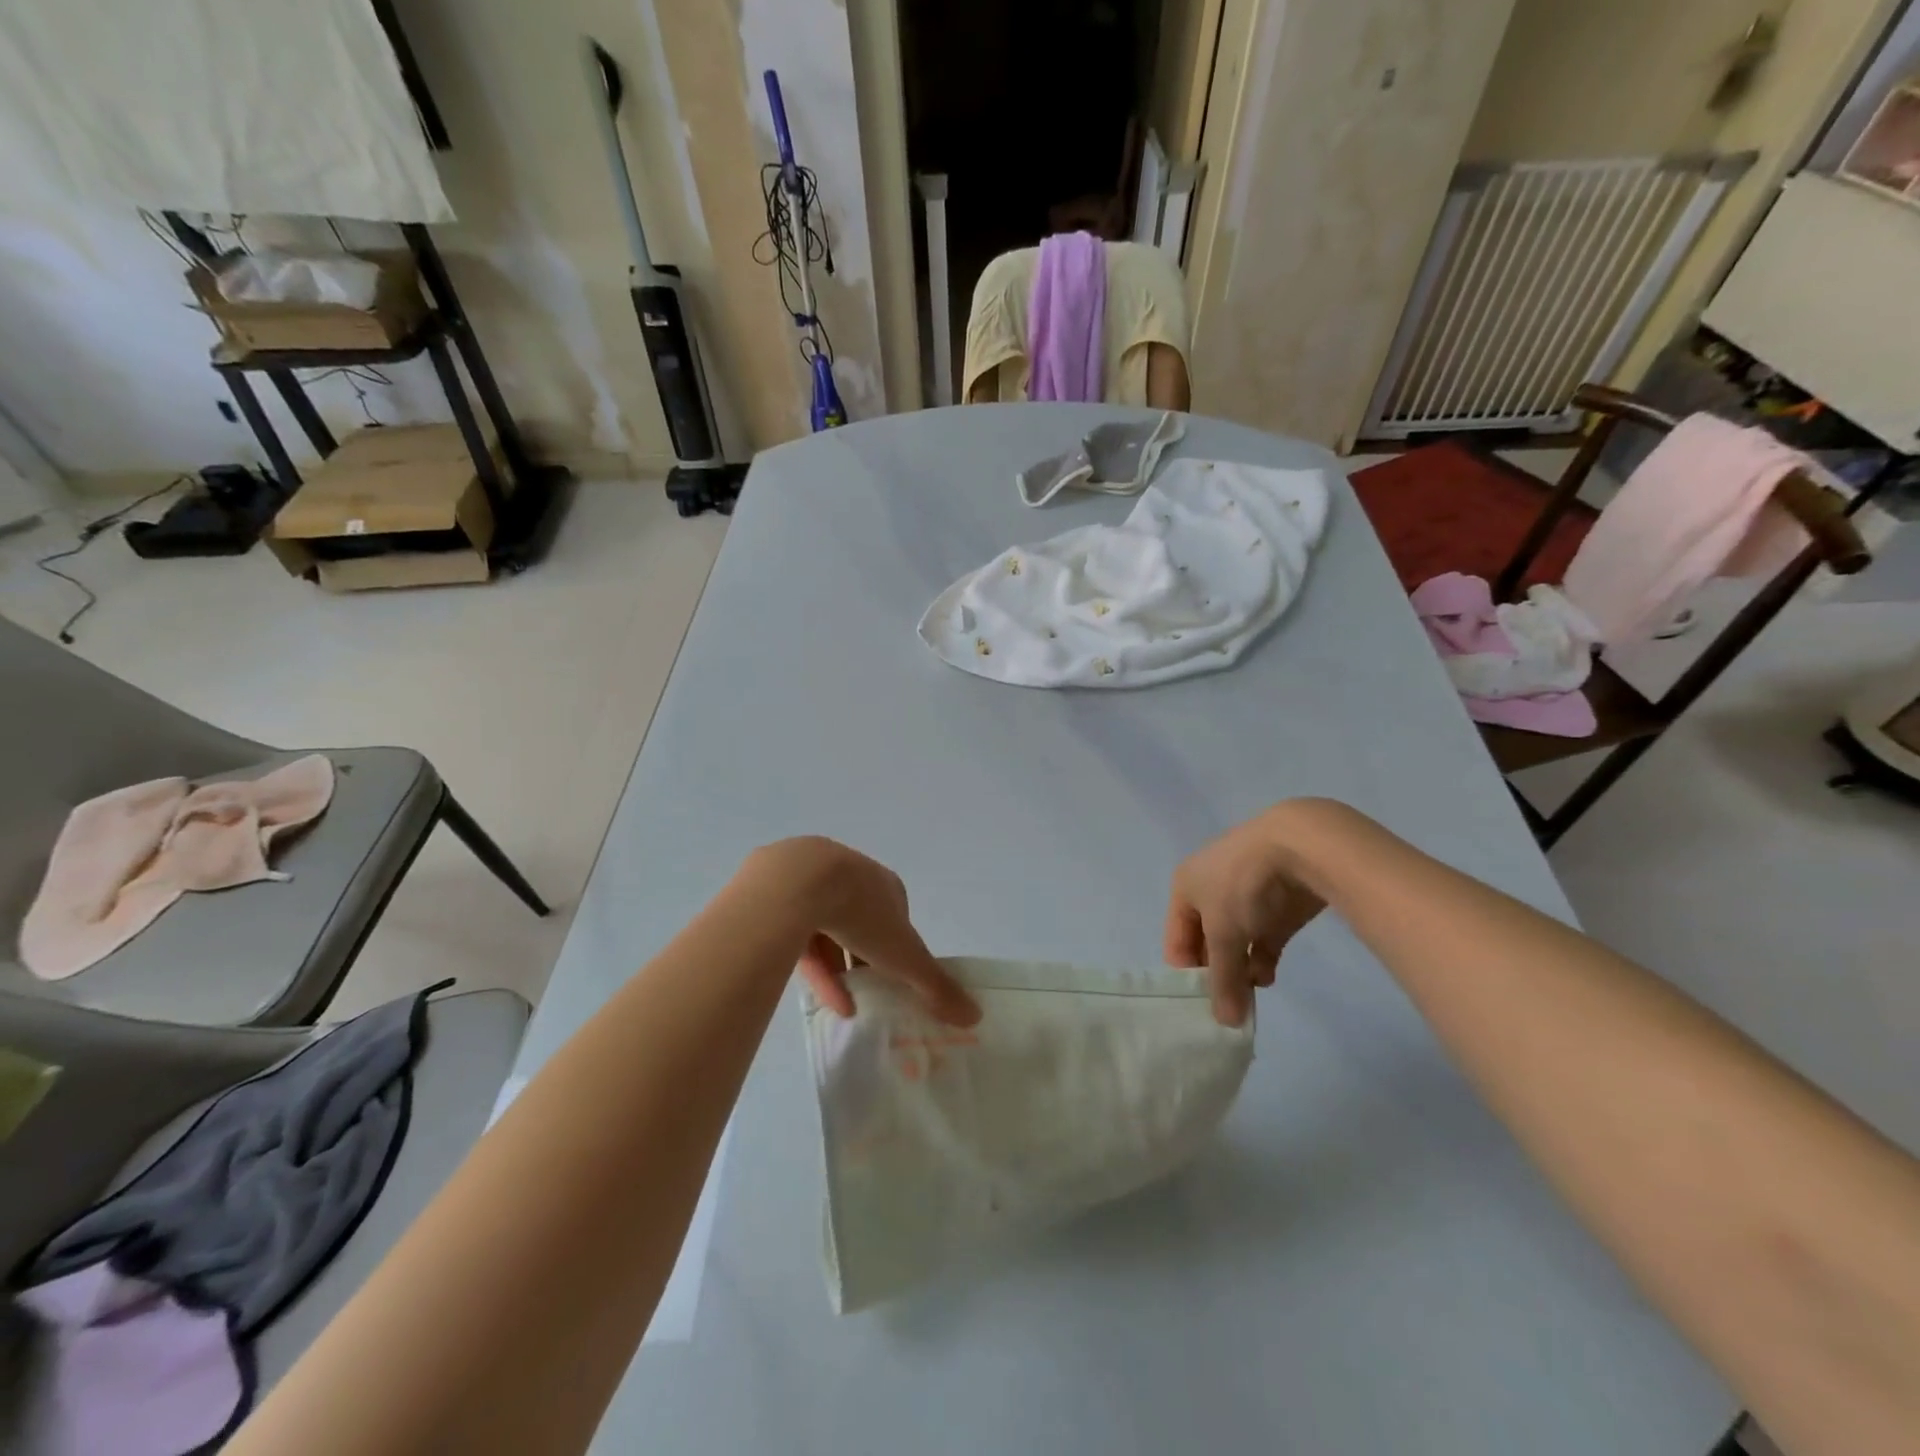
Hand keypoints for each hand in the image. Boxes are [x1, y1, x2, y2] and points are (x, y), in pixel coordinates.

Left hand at [741, 837, 980, 1026]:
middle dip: (864, 957)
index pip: (895, 916)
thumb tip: (975, 1016)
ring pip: (825, 928)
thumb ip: (935, 985)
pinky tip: (817, 997)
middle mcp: (849, 877)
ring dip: (837, 966)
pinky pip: (795, 934)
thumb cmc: (861, 913)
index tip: (896, 975)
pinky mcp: (776, 895)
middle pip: (860, 922)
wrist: (796, 883)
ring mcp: (810, 882)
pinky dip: (810, 965)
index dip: (898, 946)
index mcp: (882, 884)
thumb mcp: (904, 955)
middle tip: (868, 992)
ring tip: (844, 1005)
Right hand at [1164, 805, 1328, 1026]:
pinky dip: (1263, 959)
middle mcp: (1210, 891)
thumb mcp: (1224, 935)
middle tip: (1230, 1007)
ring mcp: (1246, 896)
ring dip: (1242, 969)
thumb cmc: (1243, 886)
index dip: (1187, 975)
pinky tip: (1268, 976)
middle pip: (1206, 943)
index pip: (1176, 942)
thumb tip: (1226, 1023)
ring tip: (1252, 993)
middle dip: (1218, 974)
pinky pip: (1263, 939)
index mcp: (1185, 889)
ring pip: (1237, 943)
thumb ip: (1223, 979)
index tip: (1204, 1006)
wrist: (1301, 846)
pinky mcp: (1278, 904)